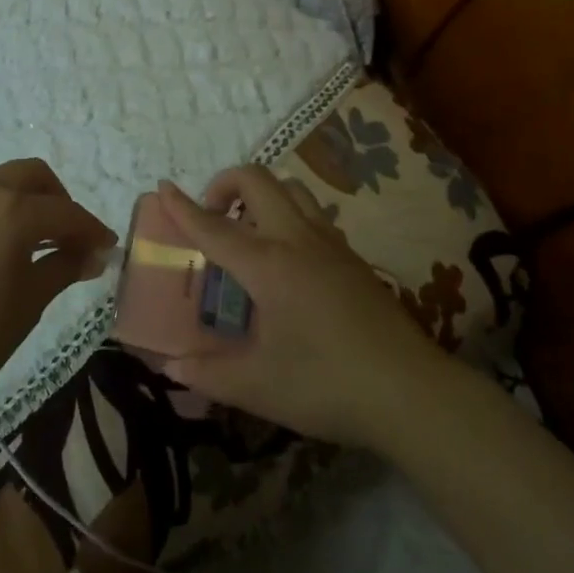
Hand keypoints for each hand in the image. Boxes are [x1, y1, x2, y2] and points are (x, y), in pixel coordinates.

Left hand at [0, 160, 116, 428]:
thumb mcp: (29, 304)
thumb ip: (64, 267)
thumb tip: (93, 254)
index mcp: (9, 211)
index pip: (64, 211)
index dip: (90, 228)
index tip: (105, 247)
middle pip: (28, 175)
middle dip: (55, 199)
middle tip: (64, 235)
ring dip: (12, 206)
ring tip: (16, 247)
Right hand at [156, 169, 448, 447]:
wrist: (410, 391)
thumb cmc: (327, 384)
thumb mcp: (259, 386)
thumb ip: (208, 373)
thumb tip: (171, 366)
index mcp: (268, 265)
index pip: (215, 228)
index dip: (184, 208)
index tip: (163, 186)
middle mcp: (297, 239)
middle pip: (257, 181)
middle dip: (226, 184)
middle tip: (212, 217)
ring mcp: (330, 243)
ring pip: (290, 189)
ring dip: (261, 195)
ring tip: (248, 233)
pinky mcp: (352, 256)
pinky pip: (312, 213)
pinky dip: (287, 215)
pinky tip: (287, 260)